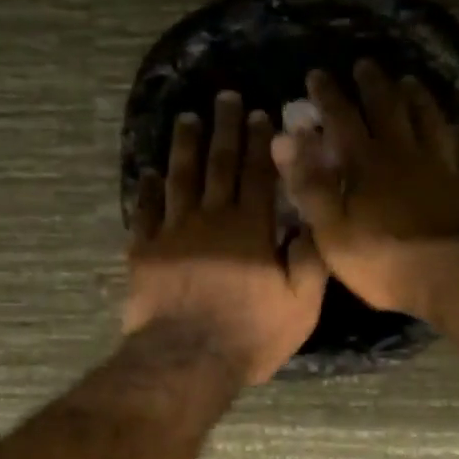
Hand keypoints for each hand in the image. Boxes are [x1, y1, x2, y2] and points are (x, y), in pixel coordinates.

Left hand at [125, 90, 327, 384]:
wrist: (186, 360)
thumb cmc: (249, 334)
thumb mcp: (300, 305)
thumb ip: (310, 261)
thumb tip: (312, 222)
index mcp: (251, 228)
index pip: (258, 174)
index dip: (260, 143)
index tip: (260, 114)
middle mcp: (212, 219)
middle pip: (219, 165)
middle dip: (225, 129)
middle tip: (225, 98)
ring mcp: (173, 232)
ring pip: (180, 178)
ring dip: (184, 147)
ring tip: (187, 119)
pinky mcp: (145, 251)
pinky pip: (145, 212)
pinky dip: (147, 190)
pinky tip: (149, 174)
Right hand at [270, 61, 458, 317]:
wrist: (454, 277)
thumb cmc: (384, 261)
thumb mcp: (332, 231)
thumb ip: (309, 185)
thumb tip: (284, 139)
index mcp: (367, 163)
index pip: (342, 118)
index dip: (328, 95)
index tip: (316, 74)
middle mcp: (406, 153)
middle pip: (389, 107)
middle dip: (373, 84)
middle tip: (365, 65)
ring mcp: (444, 165)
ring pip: (430, 119)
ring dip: (417, 97)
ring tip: (410, 82)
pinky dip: (458, 134)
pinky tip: (457, 129)